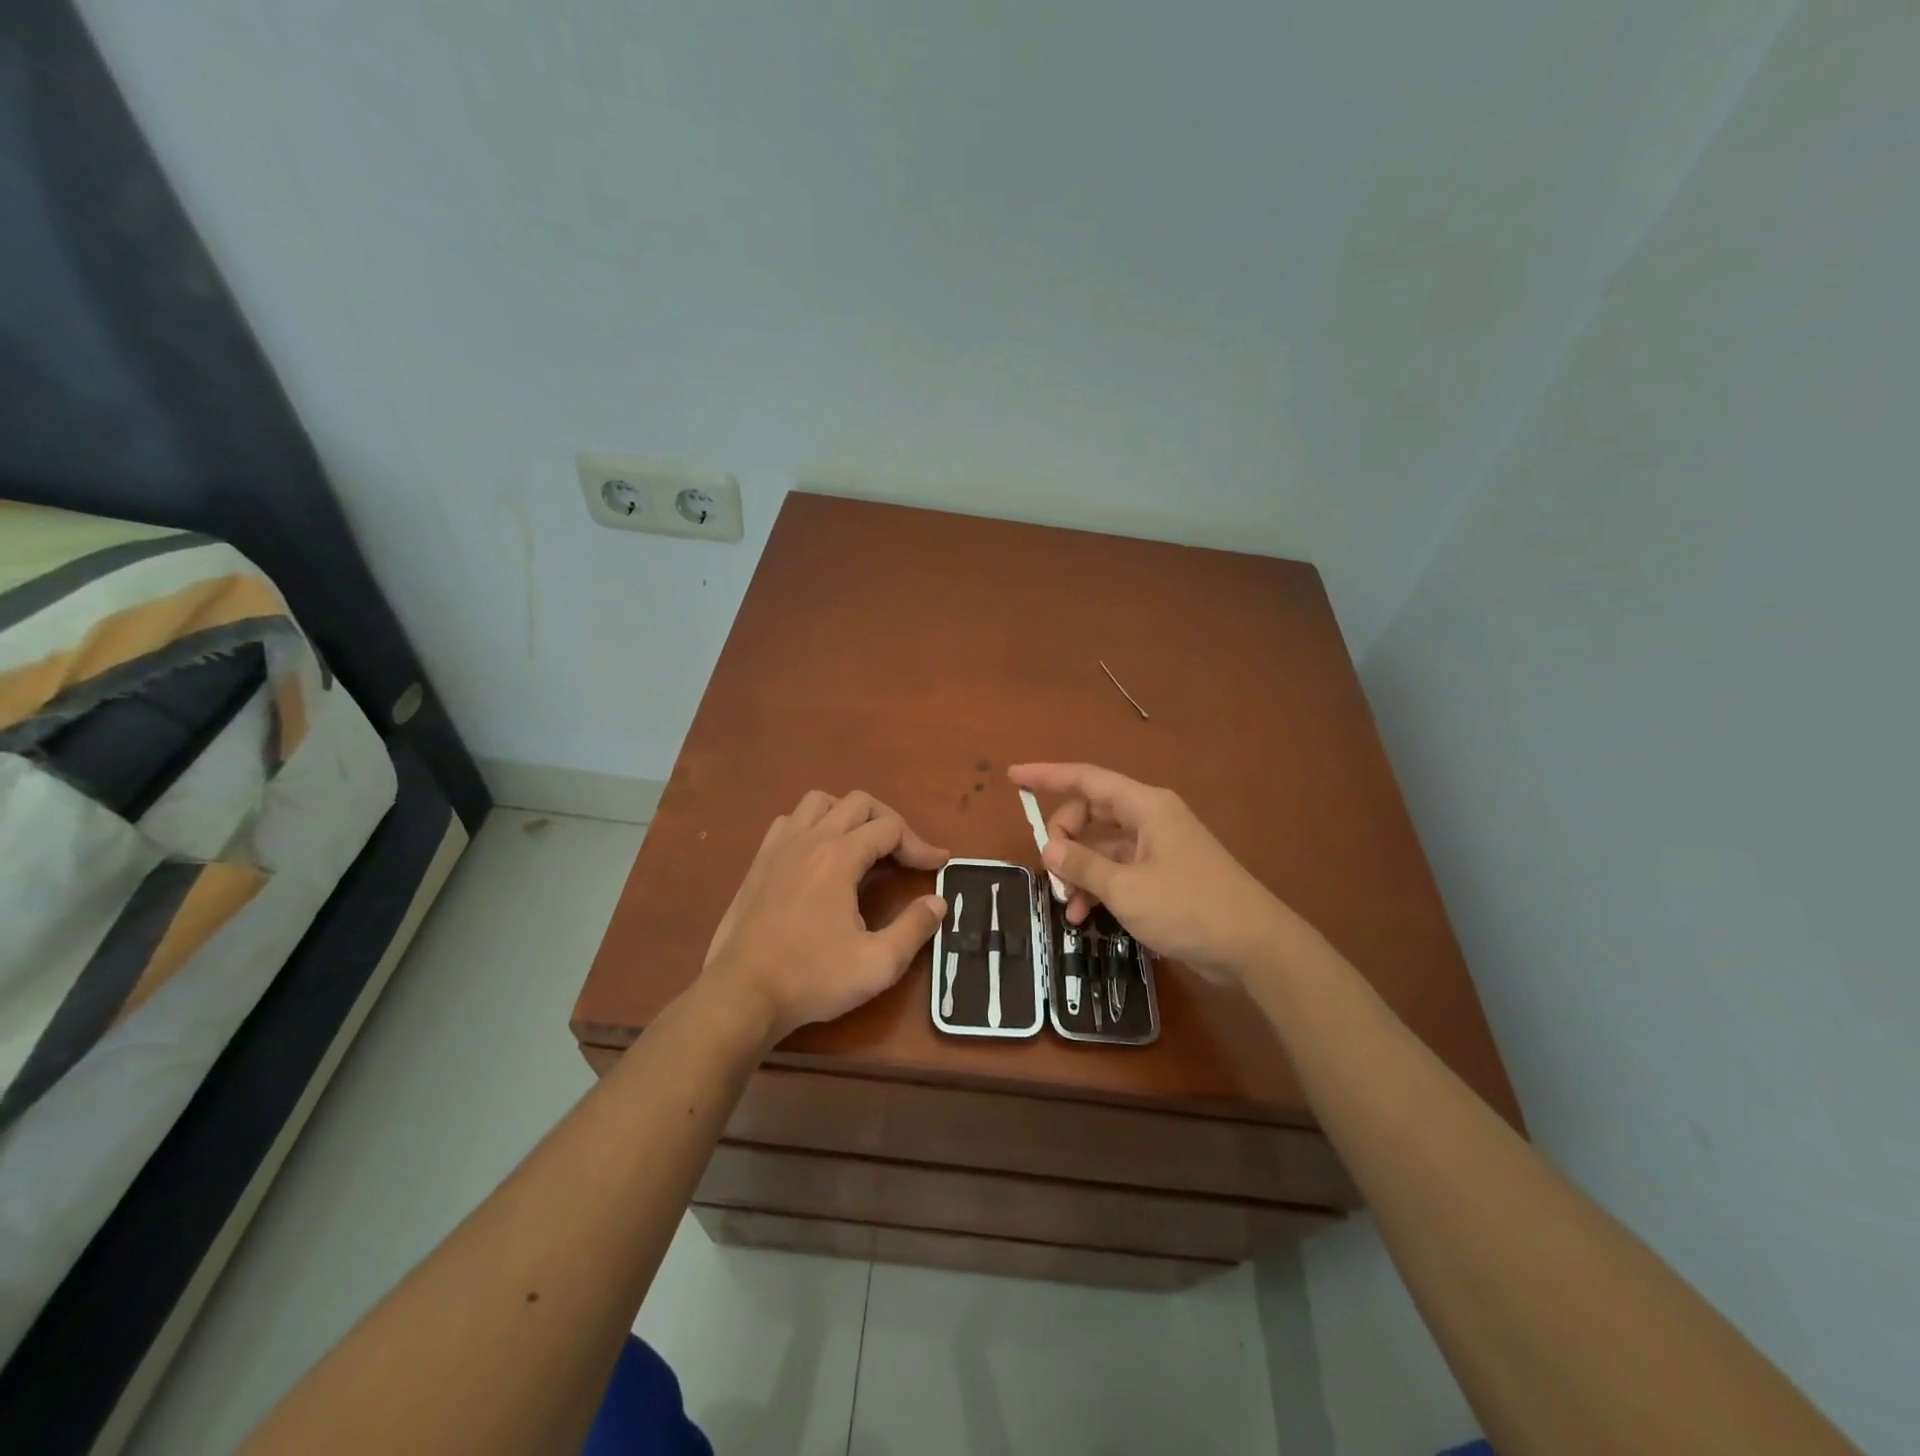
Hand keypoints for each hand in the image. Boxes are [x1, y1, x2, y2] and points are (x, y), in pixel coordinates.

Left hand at [700, 790, 948, 1043]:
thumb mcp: (878, 964)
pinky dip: (813, 825)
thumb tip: (938, 901)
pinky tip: (819, 855)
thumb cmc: (812, 978)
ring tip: (863, 845)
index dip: (920, 844)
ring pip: (820, 802)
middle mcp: (810, 839)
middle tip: (905, 854)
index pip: (891, 829)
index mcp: (839, 856)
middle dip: (890, 822)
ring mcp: (779, 846)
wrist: (741, 995)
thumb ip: (914, 928)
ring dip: (848, 815)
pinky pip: (790, 821)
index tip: (939, 865)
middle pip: (859, 803)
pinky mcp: (759, 862)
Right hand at [1007, 763, 1284, 984]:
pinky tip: (1084, 916)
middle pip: (1091, 813)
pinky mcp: (1164, 876)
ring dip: (1078, 870)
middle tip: (1050, 869)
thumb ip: (1082, 865)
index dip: (1047, 776)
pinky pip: (1118, 870)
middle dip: (1064, 838)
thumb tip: (1049, 849)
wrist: (1254, 948)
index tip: (1013, 777)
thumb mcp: (1125, 888)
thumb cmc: (1189, 907)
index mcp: (1145, 806)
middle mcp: (1151, 819)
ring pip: (1102, 846)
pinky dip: (1098, 887)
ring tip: (1065, 903)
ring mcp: (1158, 849)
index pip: (1086, 779)